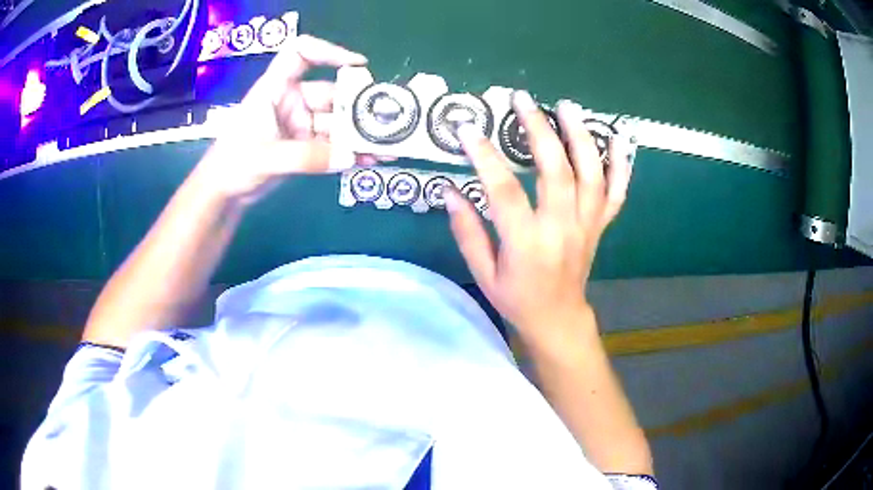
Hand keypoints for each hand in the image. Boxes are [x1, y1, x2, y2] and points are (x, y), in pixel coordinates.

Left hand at [194, 35, 379, 206]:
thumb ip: (306, 158)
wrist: (223, 193)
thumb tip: (348, 157)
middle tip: (386, 120)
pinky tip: (369, 159)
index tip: (357, 65)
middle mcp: (292, 101)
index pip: (300, 54)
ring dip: (360, 134)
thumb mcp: (266, 157)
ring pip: (337, 123)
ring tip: (386, 147)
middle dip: (358, 107)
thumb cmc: (233, 164)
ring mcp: (300, 124)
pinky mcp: (305, 145)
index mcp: (276, 88)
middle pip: (331, 93)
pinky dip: (350, 152)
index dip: (328, 52)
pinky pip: (333, 145)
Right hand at [445, 91, 633, 343]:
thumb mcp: (483, 273)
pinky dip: (620, 164)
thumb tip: (449, 191)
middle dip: (539, 129)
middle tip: (522, 99)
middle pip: (556, 171)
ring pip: (591, 174)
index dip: (485, 157)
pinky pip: (616, 192)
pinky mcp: (600, 225)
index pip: (505, 192)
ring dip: (580, 136)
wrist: (558, 318)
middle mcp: (561, 229)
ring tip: (567, 106)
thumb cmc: (516, 299)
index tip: (468, 128)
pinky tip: (619, 138)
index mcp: (527, 244)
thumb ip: (467, 231)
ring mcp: (586, 225)